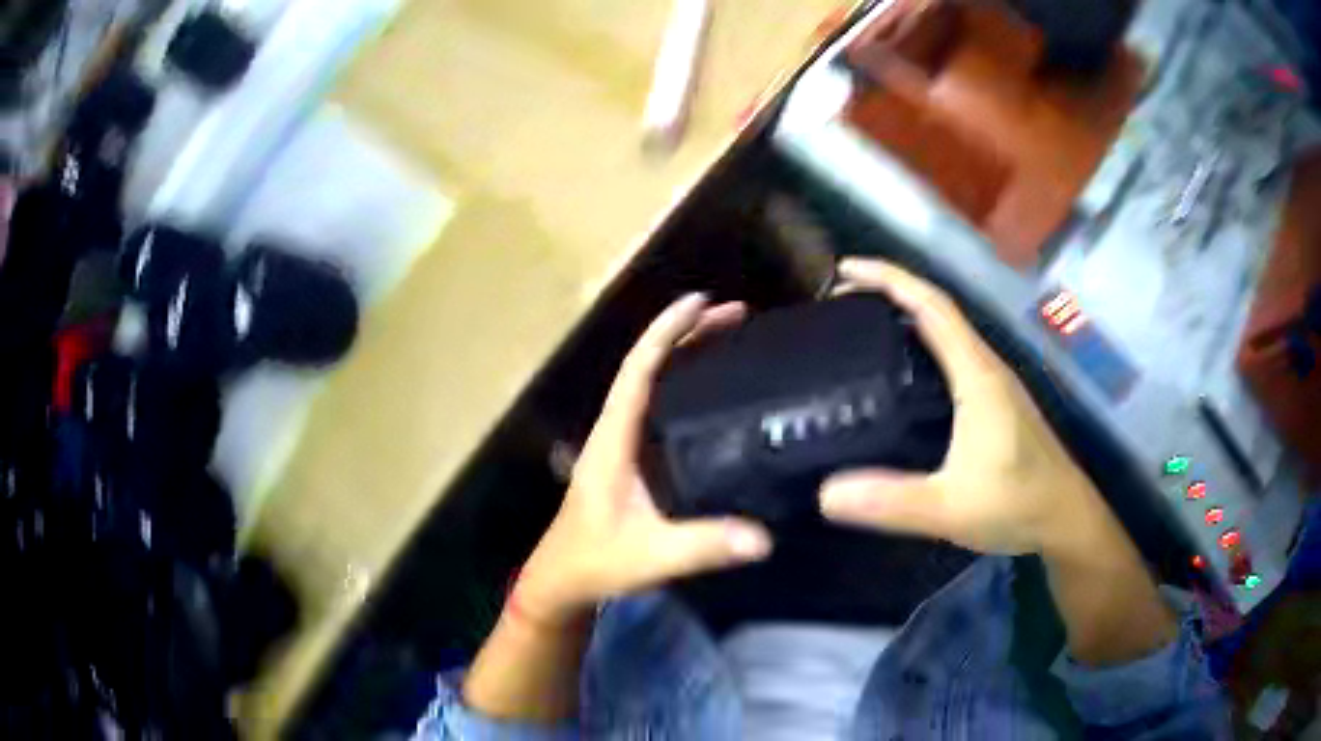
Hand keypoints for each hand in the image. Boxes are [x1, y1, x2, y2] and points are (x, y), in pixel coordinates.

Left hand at [515, 295, 773, 622]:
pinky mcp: (630, 462)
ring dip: (686, 356)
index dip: (666, 332)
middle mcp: (614, 431)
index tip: (701, 302)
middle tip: (736, 316)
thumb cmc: (594, 563)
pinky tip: (715, 396)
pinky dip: (685, 387)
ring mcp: (620, 445)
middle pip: (648, 366)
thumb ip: (703, 546)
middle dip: (687, 334)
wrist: (561, 581)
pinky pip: (659, 409)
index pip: (637, 370)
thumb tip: (763, 537)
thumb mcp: (649, 556)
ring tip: (731, 340)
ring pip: (653, 384)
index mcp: (612, 439)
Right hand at [819, 259, 1109, 555]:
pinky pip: (952, 357)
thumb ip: (893, 501)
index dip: (889, 279)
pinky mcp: (995, 403)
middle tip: (841, 302)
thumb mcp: (951, 509)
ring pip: (947, 333)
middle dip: (890, 292)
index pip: (932, 307)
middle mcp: (987, 368)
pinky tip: (902, 375)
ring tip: (862, 328)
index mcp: (978, 376)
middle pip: (937, 310)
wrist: (1066, 520)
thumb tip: (826, 493)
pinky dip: (921, 346)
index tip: (845, 270)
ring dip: (906, 316)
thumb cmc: (1018, 506)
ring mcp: (994, 385)